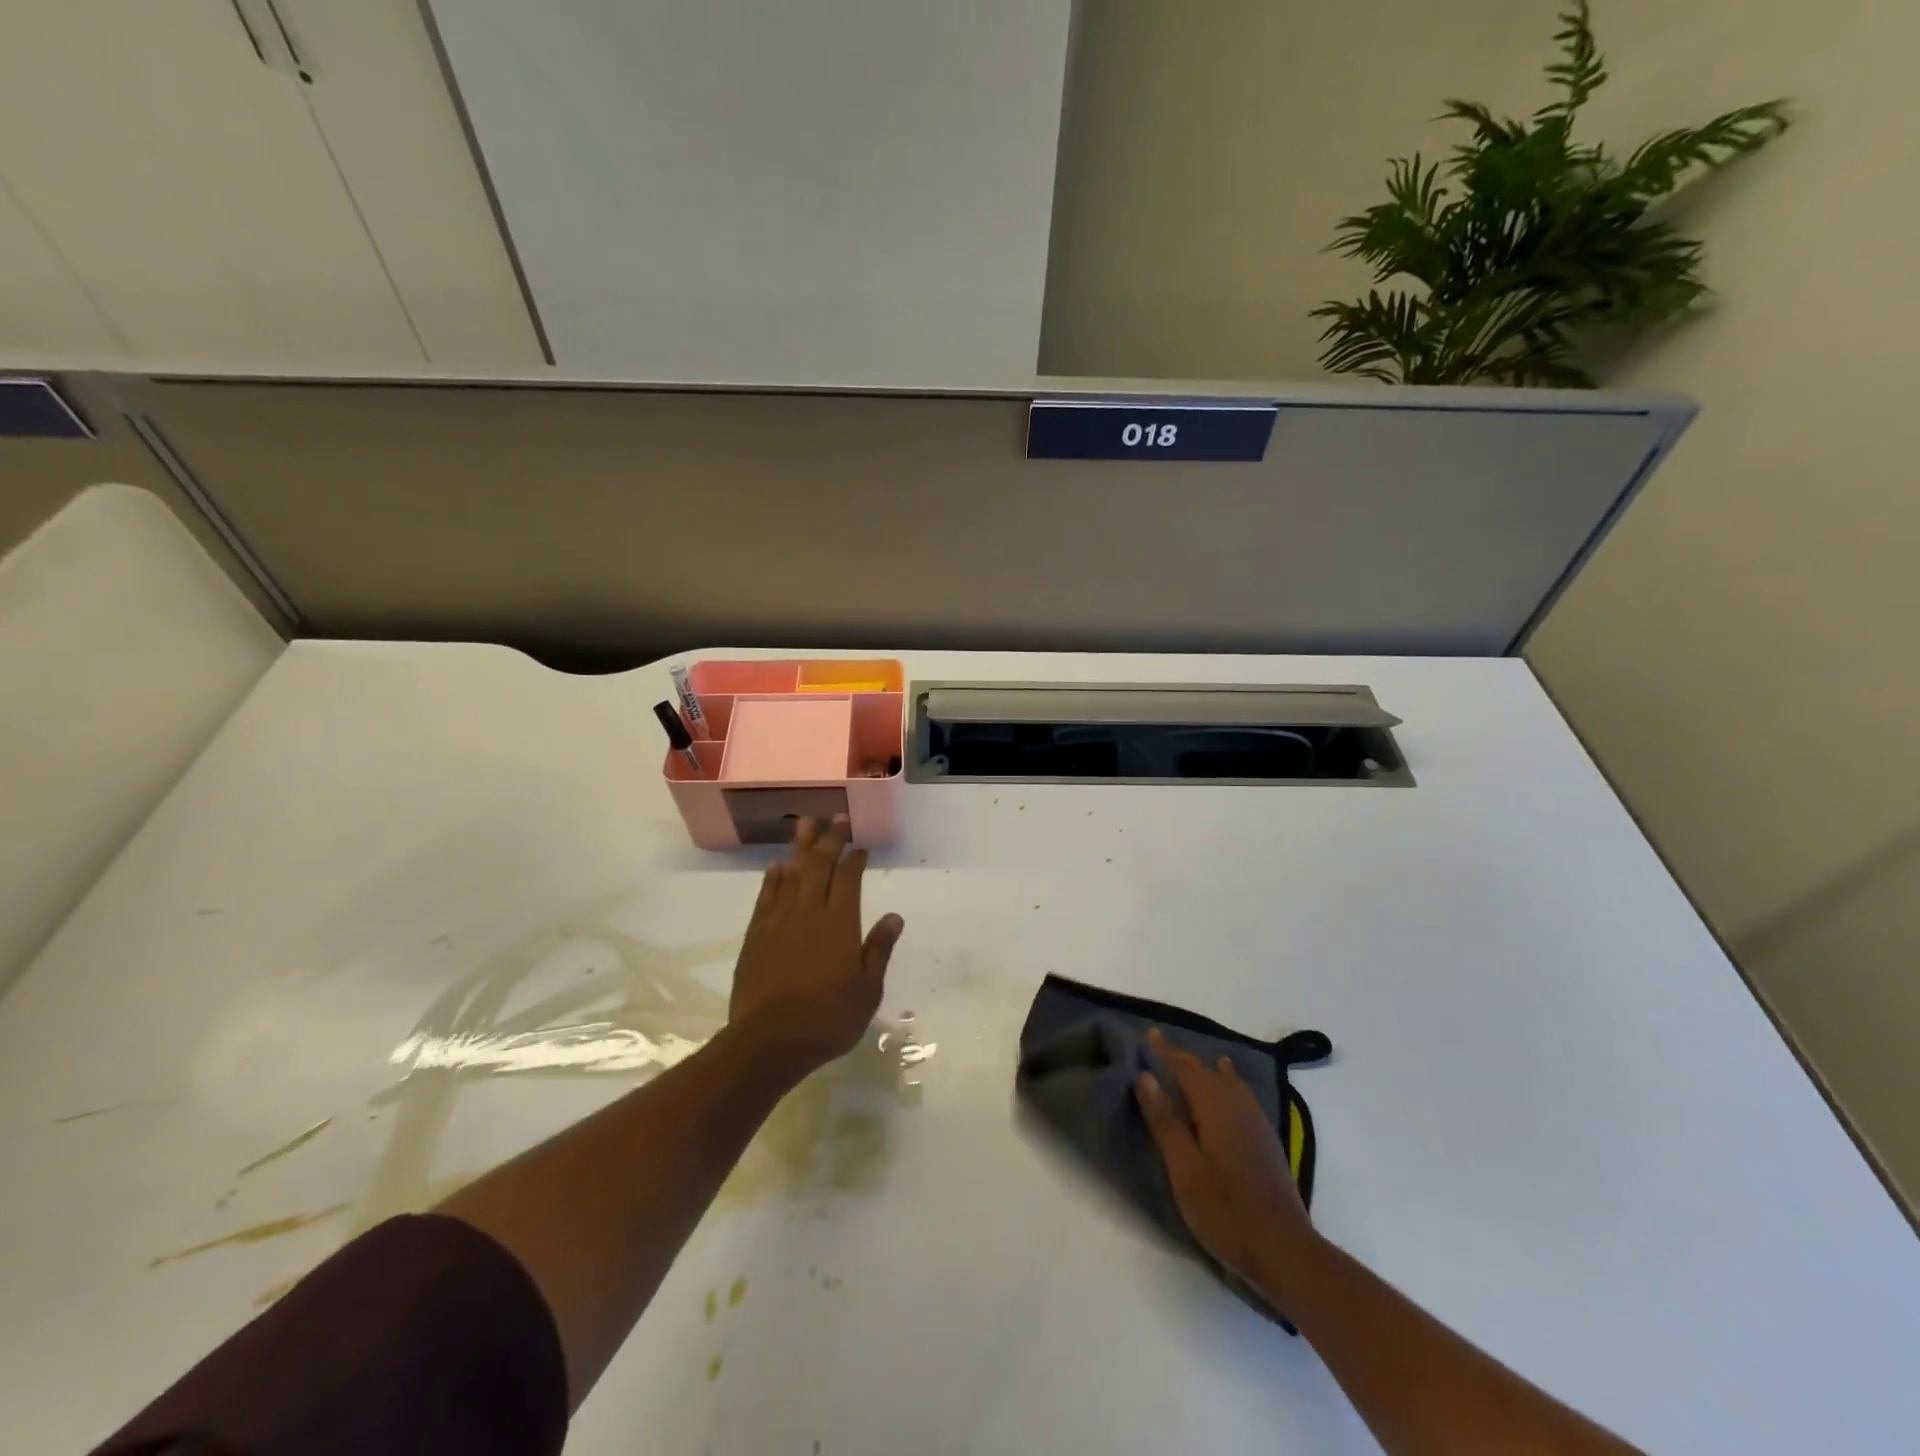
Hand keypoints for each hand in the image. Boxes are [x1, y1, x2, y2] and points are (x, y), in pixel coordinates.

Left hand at [726, 817, 904, 1079]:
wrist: (769, 1041)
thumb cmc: (828, 1018)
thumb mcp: (867, 990)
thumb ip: (879, 949)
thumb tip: (895, 916)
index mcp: (840, 923)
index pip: (848, 879)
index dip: (854, 859)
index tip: (860, 846)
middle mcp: (810, 912)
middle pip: (819, 866)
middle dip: (828, 839)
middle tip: (835, 818)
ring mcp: (779, 921)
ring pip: (791, 874)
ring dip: (799, 848)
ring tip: (804, 825)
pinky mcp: (756, 936)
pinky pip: (766, 897)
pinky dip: (773, 879)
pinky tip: (777, 867)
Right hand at [1136, 1029, 1319, 1301]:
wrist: (1284, 1251)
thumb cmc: (1225, 1211)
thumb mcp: (1184, 1168)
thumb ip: (1166, 1120)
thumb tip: (1146, 1075)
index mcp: (1215, 1106)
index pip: (1184, 1068)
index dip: (1165, 1051)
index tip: (1148, 1033)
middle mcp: (1237, 1105)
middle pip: (1206, 1071)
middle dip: (1182, 1057)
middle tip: (1159, 1044)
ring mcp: (1256, 1122)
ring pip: (1226, 1081)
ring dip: (1205, 1069)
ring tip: (1190, 1060)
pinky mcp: (1266, 1140)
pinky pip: (1241, 1094)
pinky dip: (1228, 1081)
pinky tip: (1230, 1085)